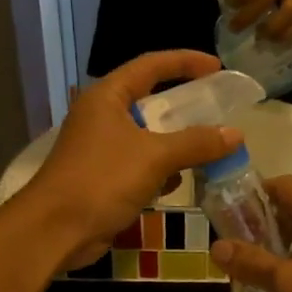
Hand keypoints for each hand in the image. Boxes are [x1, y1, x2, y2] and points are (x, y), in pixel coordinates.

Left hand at [19, 51, 240, 270]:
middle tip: (217, 111)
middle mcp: (102, 116)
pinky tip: (178, 182)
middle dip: (185, 108)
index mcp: (107, 97)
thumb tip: (235, 134)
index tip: (217, 68)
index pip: (151, 65)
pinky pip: (140, 164)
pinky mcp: (102, 177)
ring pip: (147, 136)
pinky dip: (160, 169)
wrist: (55, 230)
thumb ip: (196, 143)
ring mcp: (100, 148)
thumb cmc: (101, 181)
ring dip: (176, 143)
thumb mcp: (155, 157)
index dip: (185, 62)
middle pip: (150, 101)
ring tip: (208, 150)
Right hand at [210, 176, 291, 291]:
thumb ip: (253, 263)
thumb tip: (216, 246)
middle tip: (237, 248)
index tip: (230, 214)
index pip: (284, 185)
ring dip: (282, 249)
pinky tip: (289, 291)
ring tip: (257, 271)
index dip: (255, 193)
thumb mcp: (290, 283)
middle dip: (264, 225)